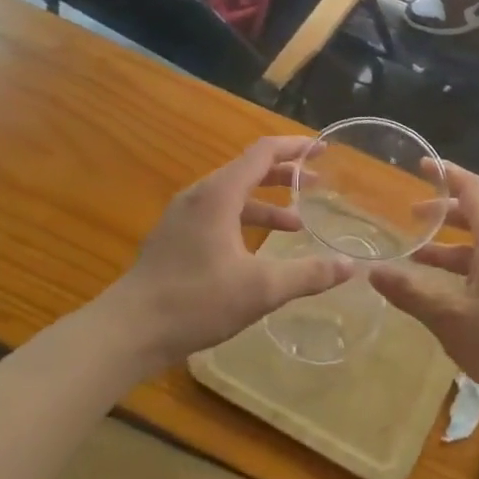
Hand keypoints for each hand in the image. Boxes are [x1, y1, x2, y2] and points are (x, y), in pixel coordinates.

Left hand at [106, 137, 352, 370]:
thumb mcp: (261, 289)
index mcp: (219, 194)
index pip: (263, 153)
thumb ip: (308, 275)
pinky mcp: (174, 237)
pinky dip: (245, 220)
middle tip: (318, 184)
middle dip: (285, 175)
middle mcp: (199, 196)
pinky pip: (217, 214)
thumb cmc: (196, 301)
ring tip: (297, 223)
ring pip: (232, 196)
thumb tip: (350, 267)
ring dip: (266, 203)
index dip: (296, 148)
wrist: (128, 331)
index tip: (323, 150)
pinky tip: (258, 249)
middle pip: (248, 170)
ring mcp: (182, 216)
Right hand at [368, 164, 478, 402]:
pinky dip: (466, 271)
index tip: (422, 164)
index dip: (446, 173)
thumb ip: (412, 293)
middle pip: (477, 216)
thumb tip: (375, 272)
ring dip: (451, 250)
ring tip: (417, 261)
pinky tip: (447, 296)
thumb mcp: (451, 317)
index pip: (472, 189)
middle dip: (443, 214)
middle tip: (411, 217)